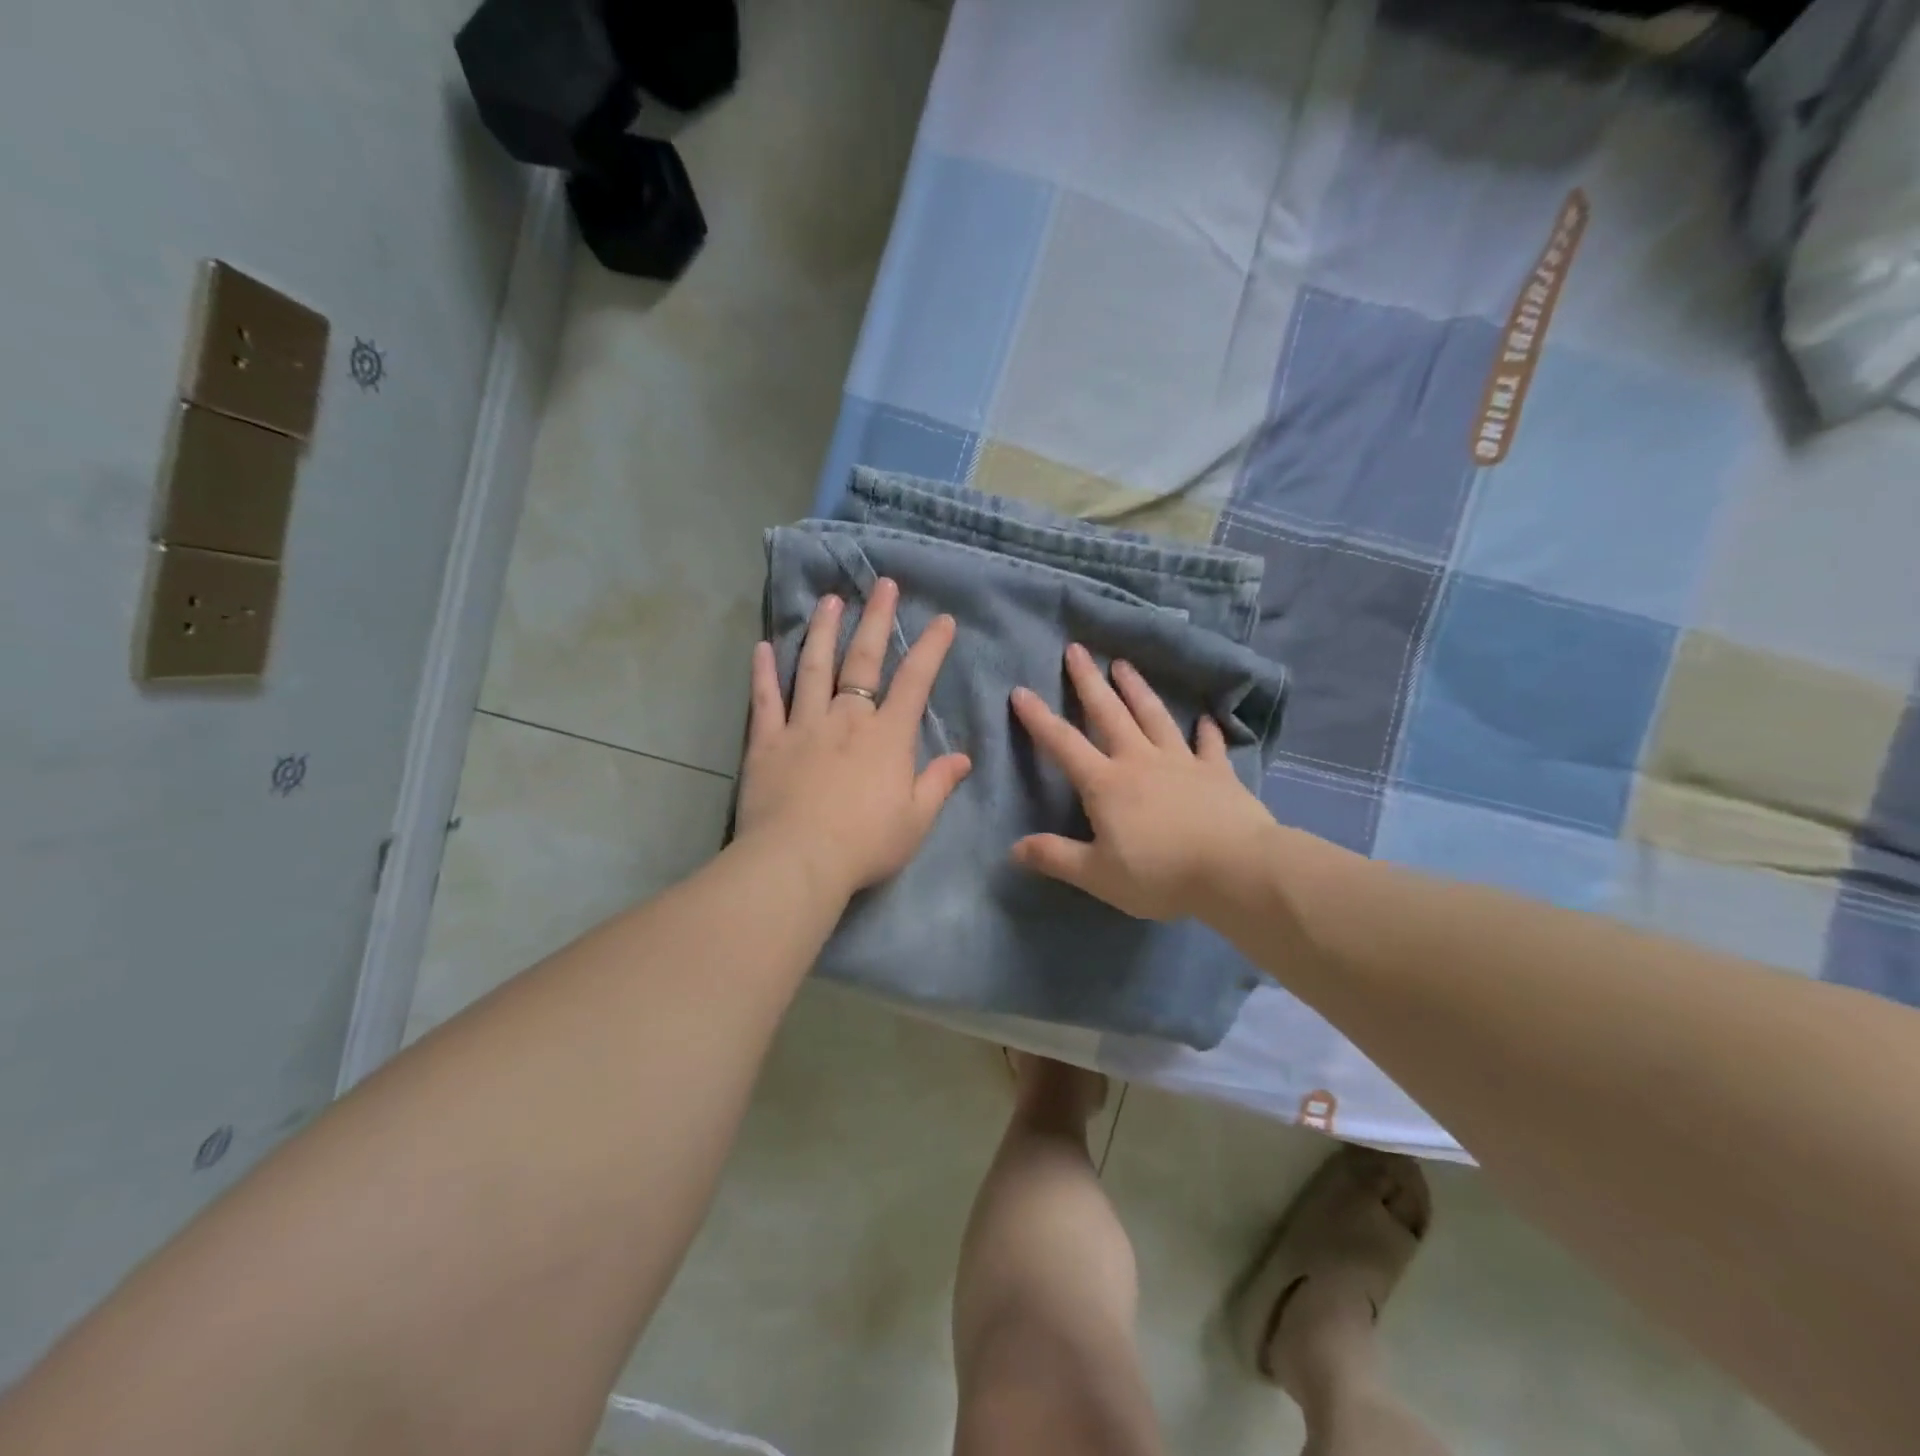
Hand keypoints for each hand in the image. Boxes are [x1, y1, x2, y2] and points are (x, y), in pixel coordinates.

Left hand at [736, 578, 971, 898]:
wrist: (797, 861)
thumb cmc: (865, 844)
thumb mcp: (916, 820)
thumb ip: (938, 784)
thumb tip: (963, 759)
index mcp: (887, 736)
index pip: (914, 682)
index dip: (931, 648)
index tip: (942, 619)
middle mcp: (846, 719)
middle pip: (863, 660)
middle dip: (877, 620)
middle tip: (883, 584)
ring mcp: (803, 726)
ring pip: (813, 667)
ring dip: (823, 631)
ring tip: (830, 600)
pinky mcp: (766, 742)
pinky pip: (765, 700)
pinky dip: (763, 672)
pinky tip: (763, 646)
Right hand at [1009, 643, 1280, 922]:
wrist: (1235, 870)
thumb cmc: (1159, 874)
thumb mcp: (1097, 875)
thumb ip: (1055, 857)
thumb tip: (1014, 849)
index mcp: (1106, 783)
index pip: (1063, 744)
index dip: (1039, 718)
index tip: (1020, 691)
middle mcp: (1139, 761)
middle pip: (1109, 713)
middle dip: (1089, 681)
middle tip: (1076, 649)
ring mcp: (1181, 762)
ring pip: (1154, 716)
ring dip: (1137, 688)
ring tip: (1123, 664)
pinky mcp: (1217, 772)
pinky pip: (1209, 745)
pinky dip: (1205, 730)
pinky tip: (1204, 718)